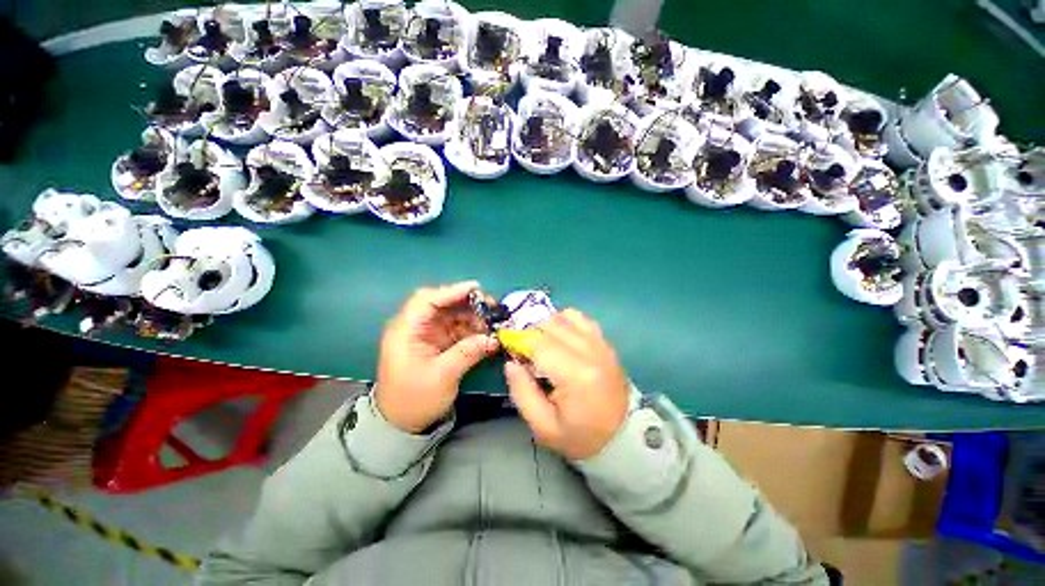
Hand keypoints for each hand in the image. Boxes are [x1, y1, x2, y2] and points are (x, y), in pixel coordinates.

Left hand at [376, 282, 498, 433]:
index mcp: (406, 331)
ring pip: (453, 316)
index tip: (476, 289)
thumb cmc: (414, 400)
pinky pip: (457, 330)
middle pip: (442, 305)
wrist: (402, 424)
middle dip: (468, 303)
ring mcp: (428, 335)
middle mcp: (416, 327)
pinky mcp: (438, 344)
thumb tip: (493, 338)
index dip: (451, 291)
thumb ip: (467, 352)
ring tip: (493, 322)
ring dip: (474, 317)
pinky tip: (487, 334)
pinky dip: (472, 330)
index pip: (426, 300)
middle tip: (491, 306)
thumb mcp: (442, 376)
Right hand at [505, 309, 630, 459]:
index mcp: (575, 375)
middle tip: (523, 348)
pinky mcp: (605, 342)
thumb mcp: (543, 427)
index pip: (539, 343)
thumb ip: (522, 392)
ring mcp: (601, 344)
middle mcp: (590, 351)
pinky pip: (581, 318)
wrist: (622, 437)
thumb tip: (511, 363)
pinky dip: (565, 321)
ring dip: (547, 324)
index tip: (509, 349)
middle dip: (530, 331)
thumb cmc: (581, 437)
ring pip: (565, 316)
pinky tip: (559, 336)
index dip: (519, 341)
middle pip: (551, 324)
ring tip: (541, 342)